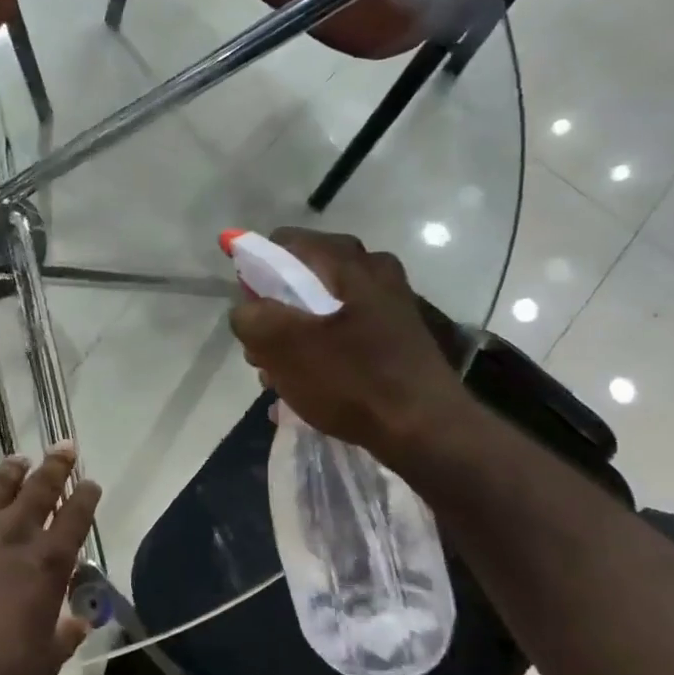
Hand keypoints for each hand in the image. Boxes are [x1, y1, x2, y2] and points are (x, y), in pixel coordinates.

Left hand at [0, 446, 99, 674]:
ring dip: (10, 469)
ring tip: (18, 458)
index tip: (91, 482)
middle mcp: (15, 532)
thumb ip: (66, 636)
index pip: (76, 516)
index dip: (86, 496)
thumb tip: (80, 624)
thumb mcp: (45, 659)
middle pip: (41, 488)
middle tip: (64, 446)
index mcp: (48, 560)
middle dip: (56, 465)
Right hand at [228, 228, 477, 461]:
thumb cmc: (351, 380)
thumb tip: (246, 310)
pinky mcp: (396, 337)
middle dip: (274, 314)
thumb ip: (251, 317)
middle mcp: (374, 271)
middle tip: (261, 353)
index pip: (284, 243)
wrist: (427, 431)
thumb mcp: (283, 346)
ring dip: (294, 340)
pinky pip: (344, 334)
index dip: (255, 271)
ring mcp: (389, 305)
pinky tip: (308, 388)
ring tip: (280, 379)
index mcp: (348, 261)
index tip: (248, 311)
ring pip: (322, 310)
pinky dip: (321, 354)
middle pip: (303, 279)